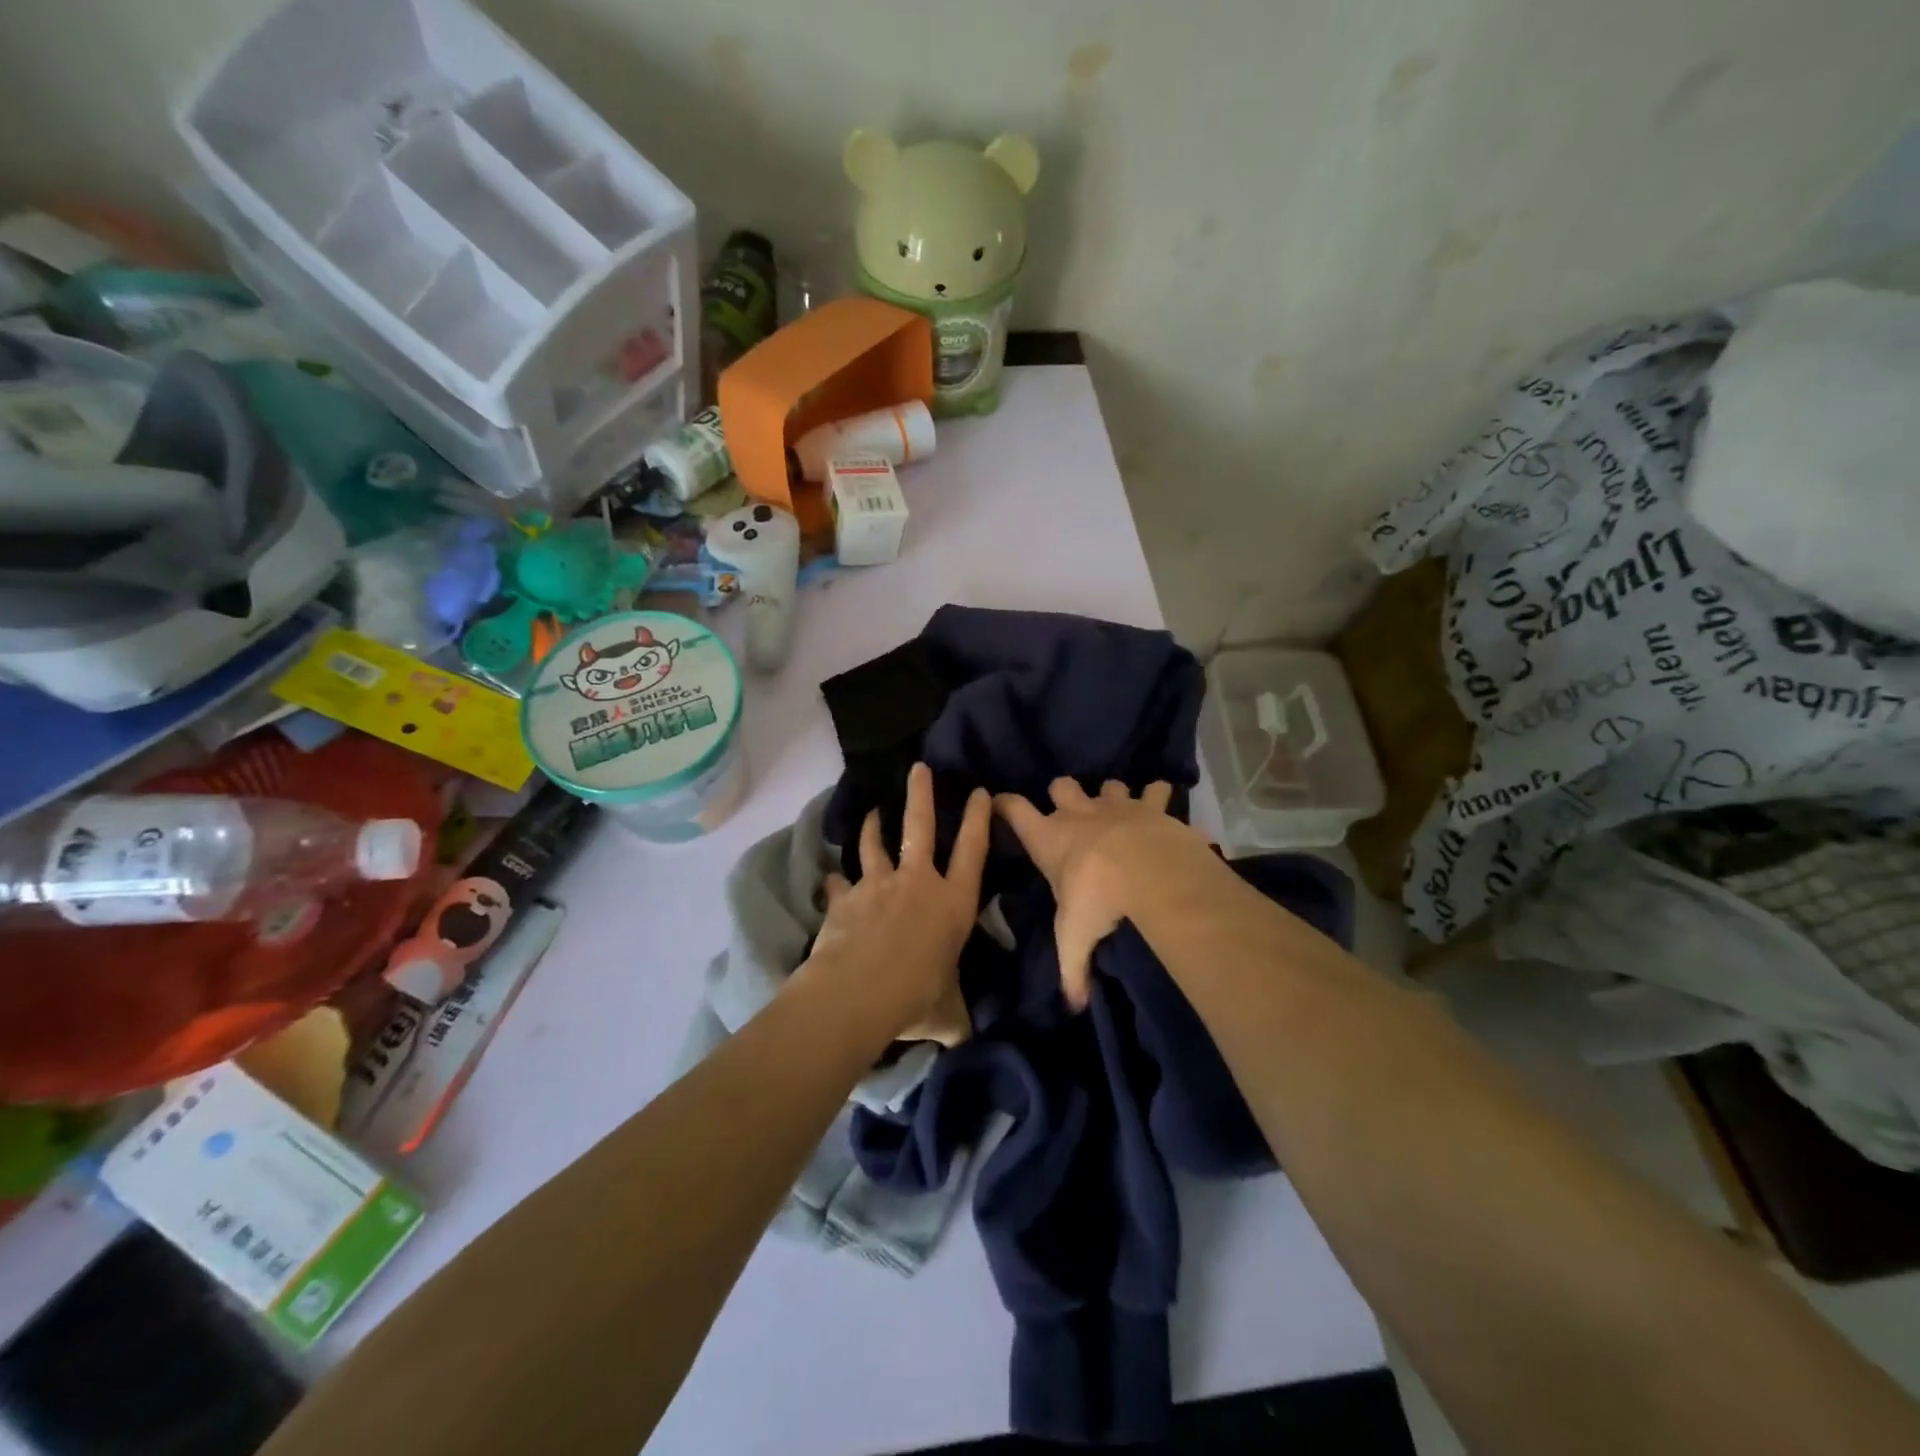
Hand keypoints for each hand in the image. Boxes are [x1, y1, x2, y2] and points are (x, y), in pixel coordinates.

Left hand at [805, 762, 990, 1044]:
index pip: (973, 851)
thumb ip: (958, 1017)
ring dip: (873, 826)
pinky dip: (836, 881)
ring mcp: (878, 885)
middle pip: (920, 826)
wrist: (857, 994)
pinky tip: (830, 879)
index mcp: (953, 904)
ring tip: (872, 811)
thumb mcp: (948, 1014)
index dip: (979, 819)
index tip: (981, 792)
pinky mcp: (846, 898)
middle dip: (921, 795)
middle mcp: (918, 883)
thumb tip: (967, 1037)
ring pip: (876, 844)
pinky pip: (841, 883)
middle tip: (918, 767)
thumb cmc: (916, 998)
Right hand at [994, 778, 1209, 1010]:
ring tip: (1119, 811)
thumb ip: (1072, 970)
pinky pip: (1156, 791)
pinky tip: (1163, 806)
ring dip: (1112, 795)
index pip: (1015, 811)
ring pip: (1108, 784)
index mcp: (1050, 840)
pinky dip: (1158, 797)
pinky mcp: (1152, 808)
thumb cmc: (1098, 900)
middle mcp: (1080, 815)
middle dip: (1063, 794)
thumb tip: (1074, 1006)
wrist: (1152, 873)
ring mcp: (1117, 806)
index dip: (1005, 804)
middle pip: (1061, 785)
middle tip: (1071, 812)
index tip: (998, 802)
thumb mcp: (1076, 939)